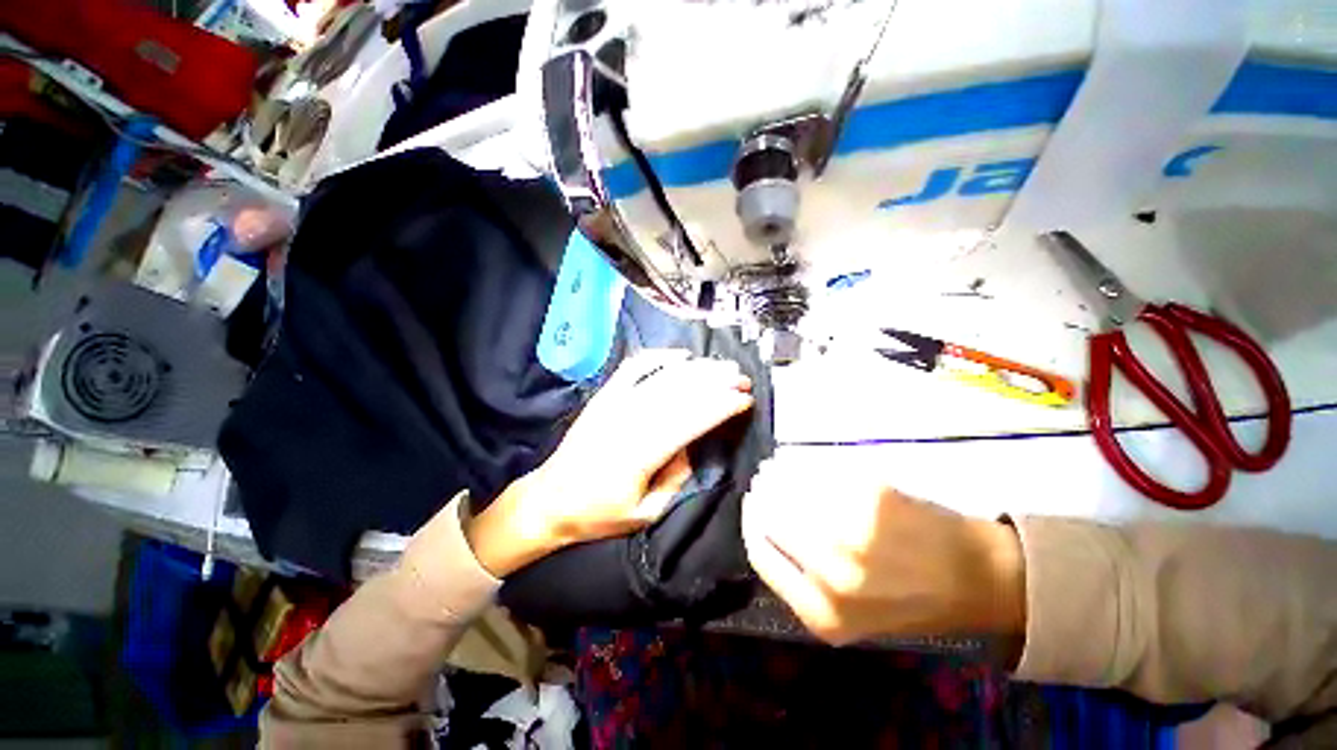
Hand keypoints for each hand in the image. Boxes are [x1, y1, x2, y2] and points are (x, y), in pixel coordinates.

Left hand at [468, 350, 753, 576]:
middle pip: (681, 392)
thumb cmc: (599, 513)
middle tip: (742, 379)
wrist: (551, 499)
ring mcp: (615, 402)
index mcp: (641, 453)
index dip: (720, 406)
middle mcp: (630, 420)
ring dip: (697, 368)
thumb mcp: (646, 513)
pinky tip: (681, 356)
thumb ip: (676, 479)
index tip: (744, 399)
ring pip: (664, 376)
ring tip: (722, 366)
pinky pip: (635, 366)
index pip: (690, 420)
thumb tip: (692, 447)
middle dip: (717, 382)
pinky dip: (660, 357)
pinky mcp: (605, 395)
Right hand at [741, 457, 1025, 645]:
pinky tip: (798, 462)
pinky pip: (817, 471)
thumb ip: (799, 582)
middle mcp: (833, 573)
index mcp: (822, 613)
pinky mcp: (872, 495)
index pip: (760, 552)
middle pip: (770, 515)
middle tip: (761, 480)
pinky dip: (801, 464)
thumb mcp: (847, 616)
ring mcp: (854, 530)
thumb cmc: (907, 599)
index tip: (750, 504)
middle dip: (760, 493)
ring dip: (776, 473)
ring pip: (789, 488)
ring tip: (774, 467)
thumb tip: (760, 527)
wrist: (973, 578)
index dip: (750, 522)